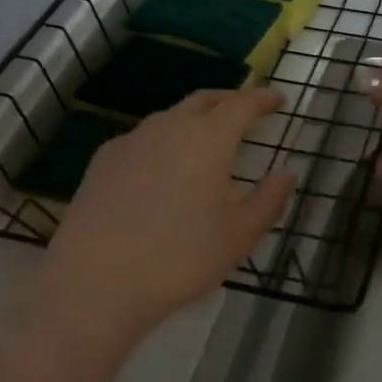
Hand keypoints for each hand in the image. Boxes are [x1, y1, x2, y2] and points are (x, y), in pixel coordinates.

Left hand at [43, 89, 296, 338]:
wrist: (94, 283)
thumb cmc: (179, 258)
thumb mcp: (239, 236)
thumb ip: (269, 200)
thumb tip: (287, 174)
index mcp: (208, 139)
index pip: (242, 105)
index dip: (262, 99)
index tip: (278, 99)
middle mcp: (169, 128)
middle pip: (204, 100)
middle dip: (229, 100)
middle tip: (247, 110)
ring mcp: (131, 142)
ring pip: (170, 117)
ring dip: (194, 119)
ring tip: (207, 139)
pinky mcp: (103, 161)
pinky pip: (143, 138)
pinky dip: (165, 140)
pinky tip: (164, 166)